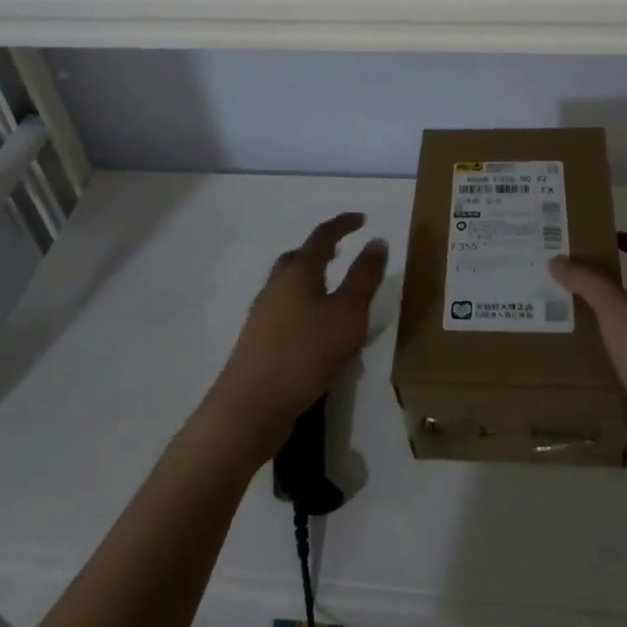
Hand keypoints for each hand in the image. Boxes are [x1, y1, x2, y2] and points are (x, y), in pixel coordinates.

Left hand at [207, 213, 387, 455]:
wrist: (250, 407)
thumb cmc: (304, 353)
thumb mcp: (347, 315)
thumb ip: (364, 278)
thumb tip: (377, 242)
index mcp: (298, 272)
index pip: (322, 237)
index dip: (343, 225)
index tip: (362, 219)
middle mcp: (276, 286)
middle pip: (299, 258)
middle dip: (322, 250)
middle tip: (343, 251)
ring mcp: (264, 314)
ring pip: (291, 285)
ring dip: (312, 280)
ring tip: (335, 291)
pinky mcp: (260, 341)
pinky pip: (287, 311)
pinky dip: (306, 307)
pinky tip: (318, 330)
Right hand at [551, 233, 626, 498]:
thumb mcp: (619, 312)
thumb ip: (589, 283)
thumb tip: (559, 258)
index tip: (605, 238)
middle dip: (604, 289)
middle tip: (565, 284)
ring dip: (600, 332)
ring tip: (560, 328)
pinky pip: (624, 381)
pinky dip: (603, 377)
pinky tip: (575, 378)